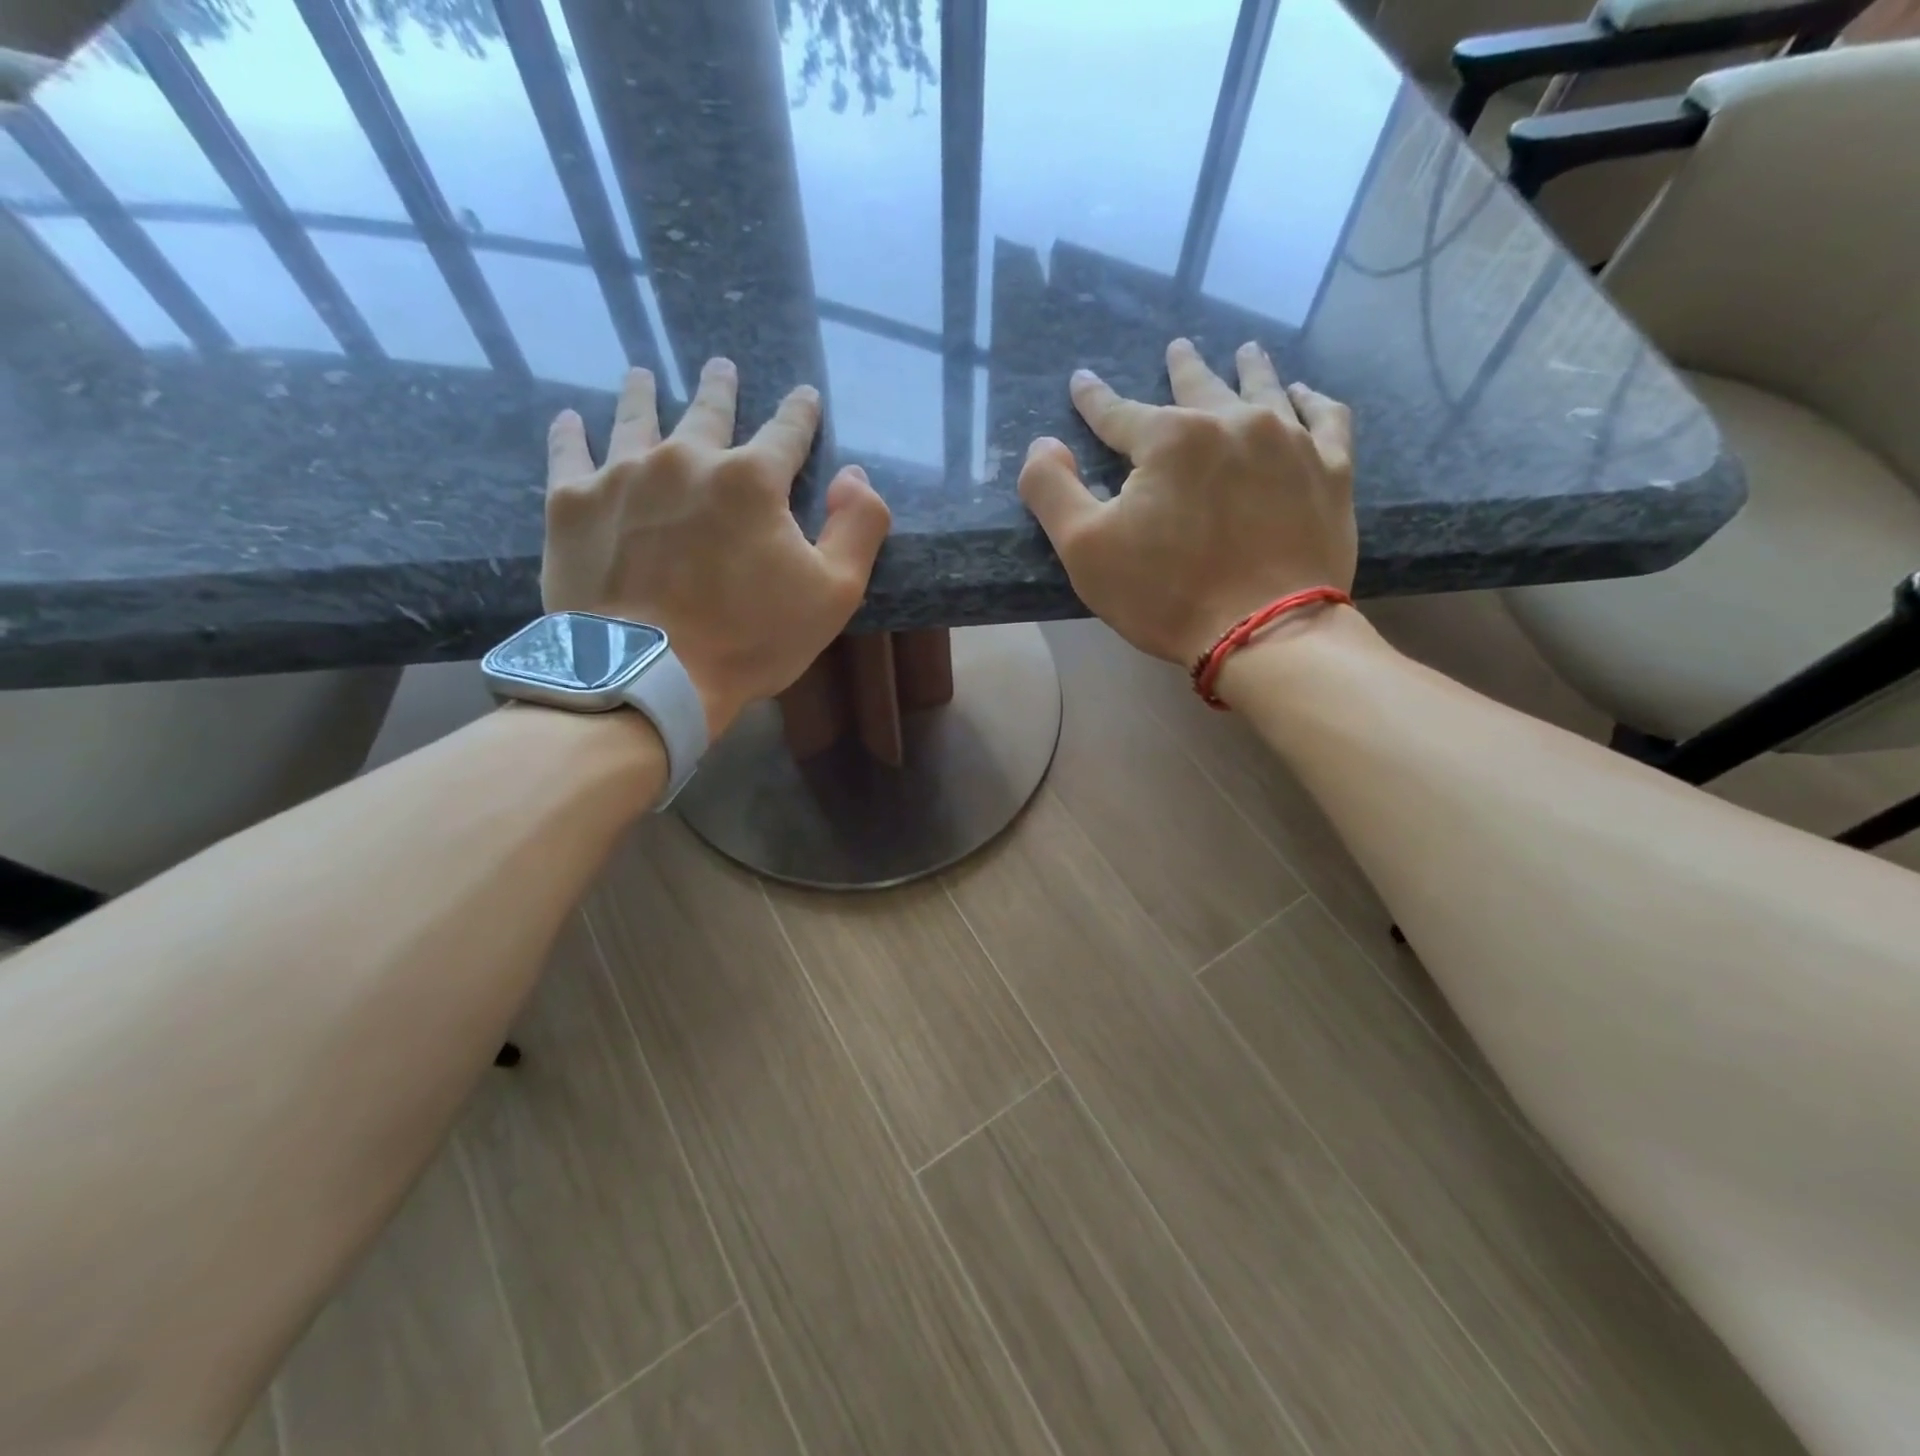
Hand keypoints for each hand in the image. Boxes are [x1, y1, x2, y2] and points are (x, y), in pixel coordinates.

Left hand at [541, 360, 891, 736]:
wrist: (648, 675)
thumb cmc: (750, 639)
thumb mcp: (835, 592)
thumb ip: (859, 526)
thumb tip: (853, 475)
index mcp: (752, 479)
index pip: (787, 432)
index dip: (800, 413)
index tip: (804, 396)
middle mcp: (686, 458)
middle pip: (708, 411)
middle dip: (721, 388)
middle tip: (722, 368)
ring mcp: (622, 475)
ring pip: (635, 418)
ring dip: (643, 393)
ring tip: (642, 374)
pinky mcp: (571, 504)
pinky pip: (569, 453)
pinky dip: (571, 433)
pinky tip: (570, 418)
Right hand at [1018, 337, 1355, 666]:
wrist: (1266, 633)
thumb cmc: (1166, 594)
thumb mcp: (1085, 549)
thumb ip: (1052, 490)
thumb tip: (1043, 444)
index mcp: (1169, 439)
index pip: (1118, 412)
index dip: (1094, 399)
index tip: (1082, 382)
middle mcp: (1232, 423)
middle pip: (1199, 386)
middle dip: (1182, 366)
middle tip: (1178, 347)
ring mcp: (1290, 442)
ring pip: (1266, 389)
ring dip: (1251, 368)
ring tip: (1246, 350)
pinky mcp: (1331, 471)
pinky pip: (1327, 418)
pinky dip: (1313, 401)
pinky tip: (1304, 395)